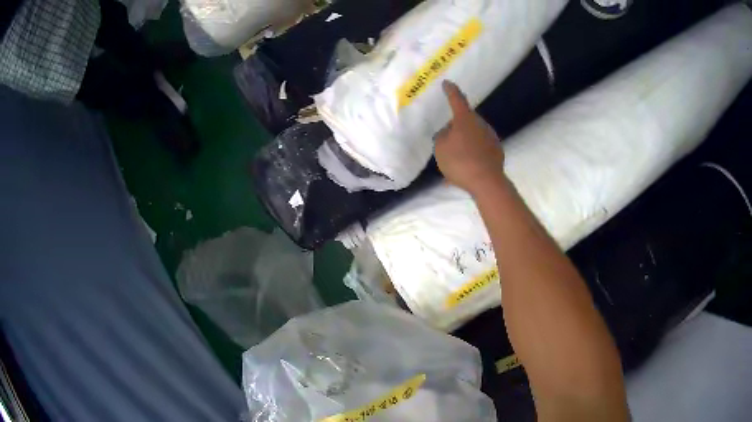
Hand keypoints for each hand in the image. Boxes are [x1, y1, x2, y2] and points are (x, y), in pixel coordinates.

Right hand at [434, 81, 505, 195]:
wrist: (487, 182)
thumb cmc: (460, 161)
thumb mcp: (440, 148)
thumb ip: (442, 136)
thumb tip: (448, 132)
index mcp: (465, 119)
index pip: (456, 99)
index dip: (450, 91)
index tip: (447, 83)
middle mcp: (480, 124)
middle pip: (466, 119)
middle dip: (457, 126)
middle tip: (447, 139)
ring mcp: (491, 137)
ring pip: (474, 134)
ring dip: (465, 141)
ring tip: (457, 158)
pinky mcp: (497, 150)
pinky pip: (481, 148)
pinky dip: (473, 153)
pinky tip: (468, 166)